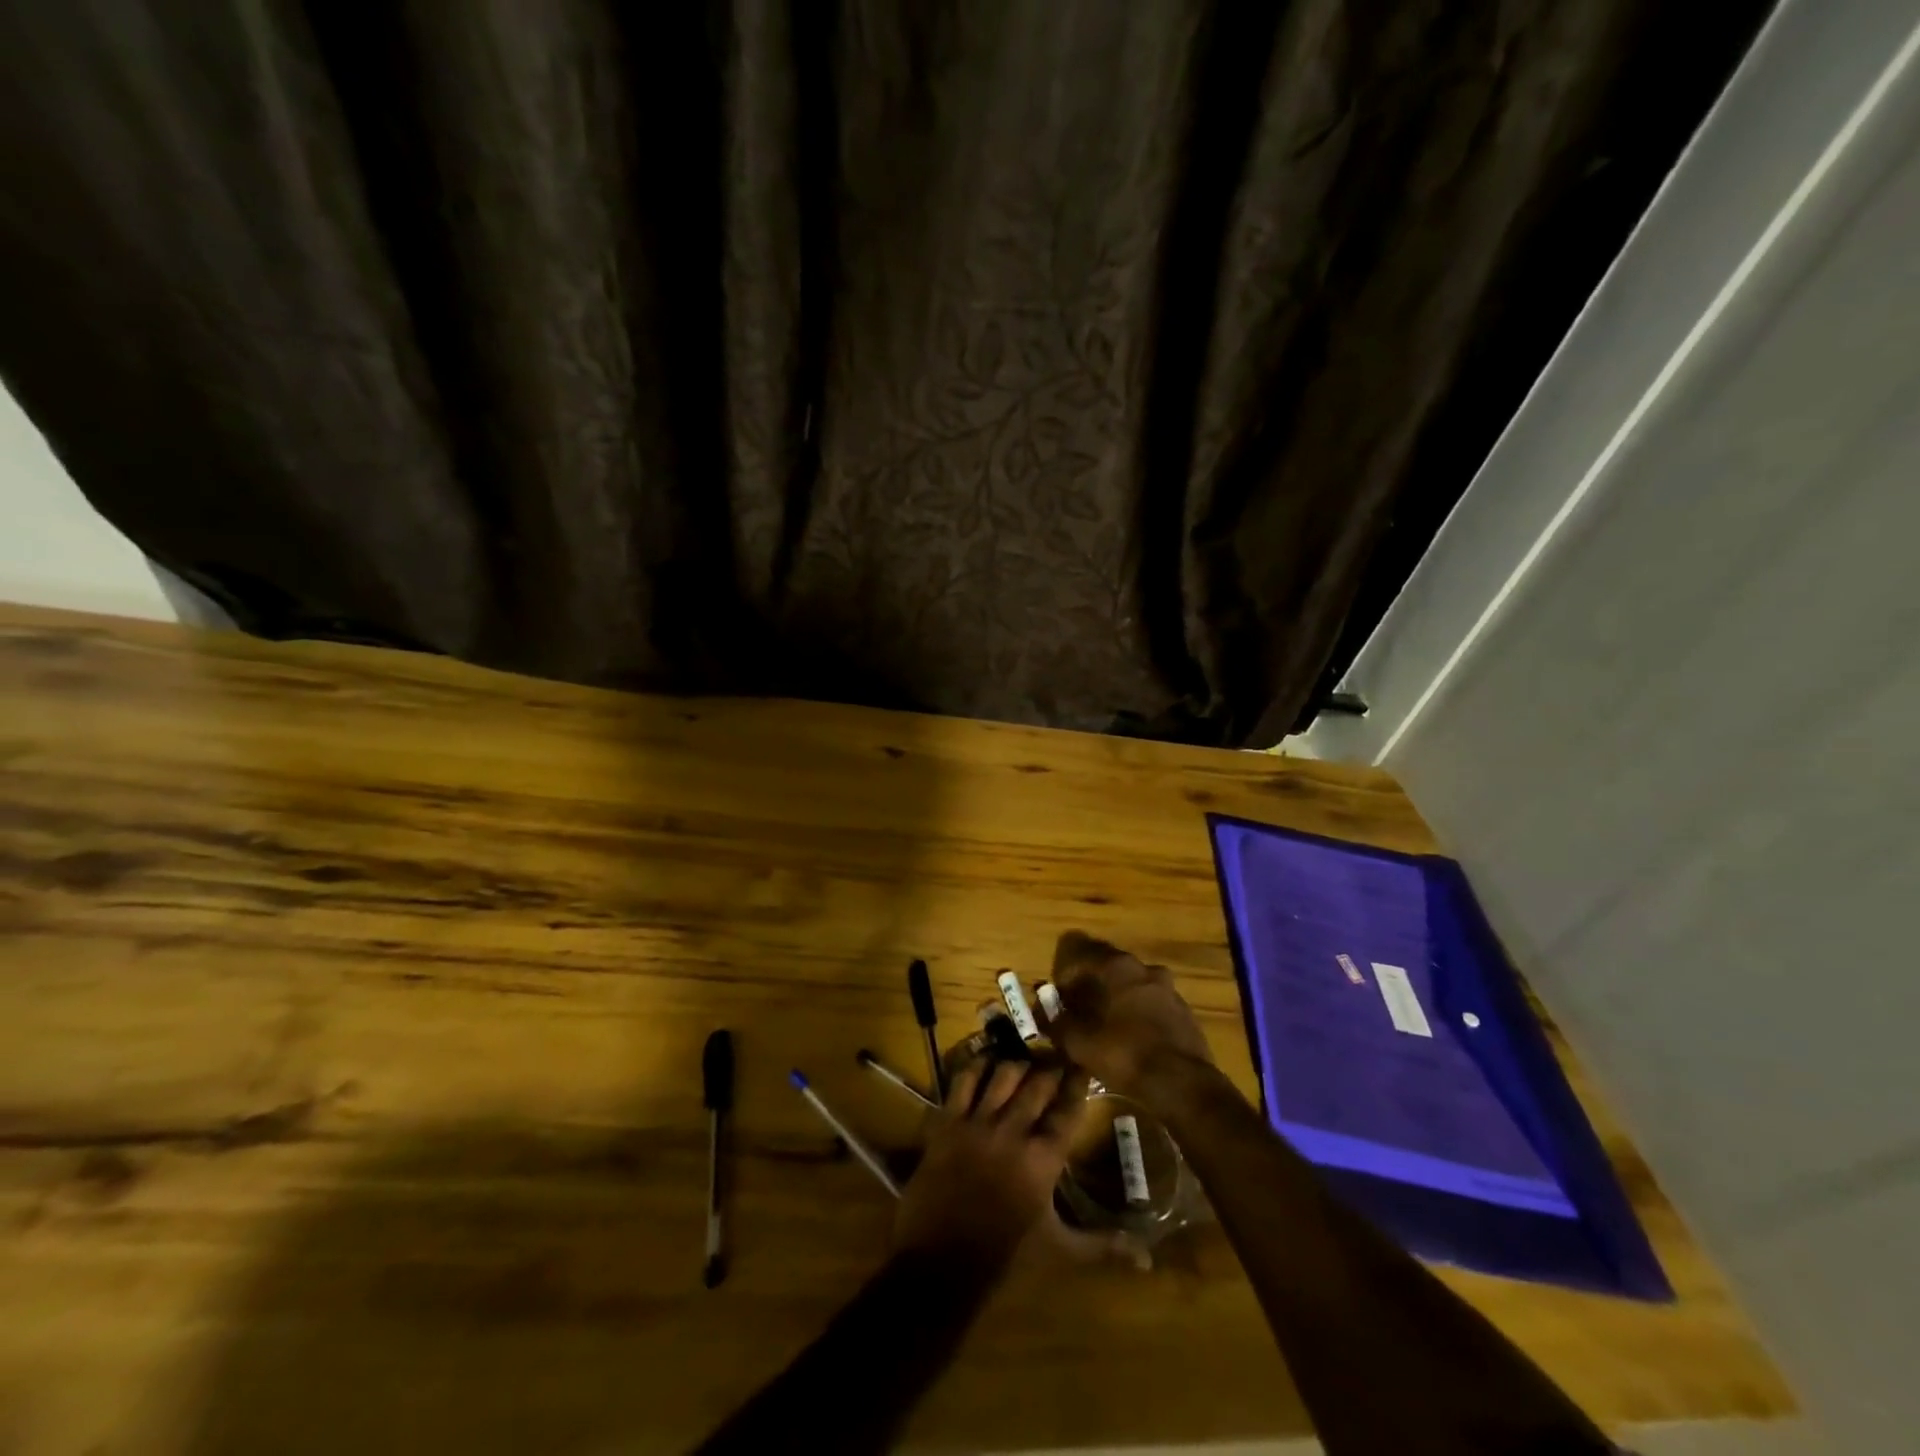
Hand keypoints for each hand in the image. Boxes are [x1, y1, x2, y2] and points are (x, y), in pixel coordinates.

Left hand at [893, 1056, 1083, 1274]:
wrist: (940, 1265)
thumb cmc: (1005, 1258)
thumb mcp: (1059, 1251)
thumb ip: (1102, 1246)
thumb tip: (1147, 1257)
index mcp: (1043, 1160)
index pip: (1067, 1111)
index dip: (1077, 1085)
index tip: (1083, 1065)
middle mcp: (1013, 1132)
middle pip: (1037, 1085)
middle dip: (1050, 1067)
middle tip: (1057, 1053)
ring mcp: (978, 1124)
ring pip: (1003, 1075)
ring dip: (1018, 1064)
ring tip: (1025, 1056)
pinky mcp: (947, 1122)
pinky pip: (963, 1081)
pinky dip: (976, 1066)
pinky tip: (985, 1059)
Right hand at [1041, 931, 1213, 1099]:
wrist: (1181, 1083)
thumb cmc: (1124, 1054)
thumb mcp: (1079, 1043)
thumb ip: (1056, 1022)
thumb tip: (1043, 1011)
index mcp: (1115, 966)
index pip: (1080, 952)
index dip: (1065, 974)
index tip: (1059, 997)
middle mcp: (1142, 967)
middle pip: (1108, 964)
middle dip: (1091, 982)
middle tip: (1079, 1009)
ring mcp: (1166, 986)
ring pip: (1132, 982)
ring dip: (1116, 995)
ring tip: (1106, 1024)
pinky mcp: (1182, 1008)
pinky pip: (1151, 1001)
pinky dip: (1138, 1010)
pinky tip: (1133, 1035)